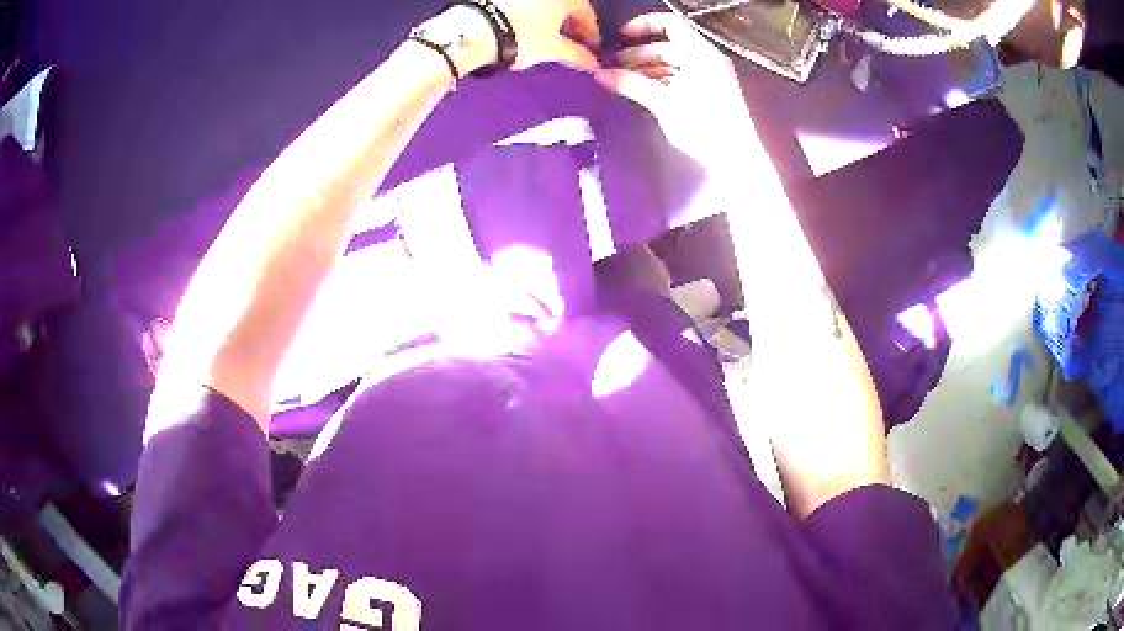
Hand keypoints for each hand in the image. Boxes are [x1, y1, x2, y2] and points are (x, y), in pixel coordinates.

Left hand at [496, 0, 601, 69]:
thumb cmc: (523, 37)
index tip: (589, 51)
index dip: (591, 34)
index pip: (587, 14)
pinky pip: (526, 6)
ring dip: (550, 20)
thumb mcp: (551, 49)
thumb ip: (575, 55)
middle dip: (570, 26)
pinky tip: (526, 30)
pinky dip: (532, 16)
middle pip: (565, 7)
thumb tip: (592, 63)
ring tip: (546, 39)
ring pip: (545, 6)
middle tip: (569, 46)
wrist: (476, 30)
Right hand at [596, 13, 758, 172]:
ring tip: (621, 81)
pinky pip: (679, 79)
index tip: (620, 37)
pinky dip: (659, 81)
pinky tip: (640, 92)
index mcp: (701, 54)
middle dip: (639, 54)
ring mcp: (709, 78)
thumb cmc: (703, 126)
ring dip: (646, 69)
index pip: (671, 24)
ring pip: (672, 64)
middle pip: (668, 46)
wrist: (736, 161)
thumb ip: (631, 84)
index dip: (643, 26)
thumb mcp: (664, 103)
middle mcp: (707, 60)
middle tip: (612, 66)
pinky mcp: (708, 95)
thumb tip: (599, 74)